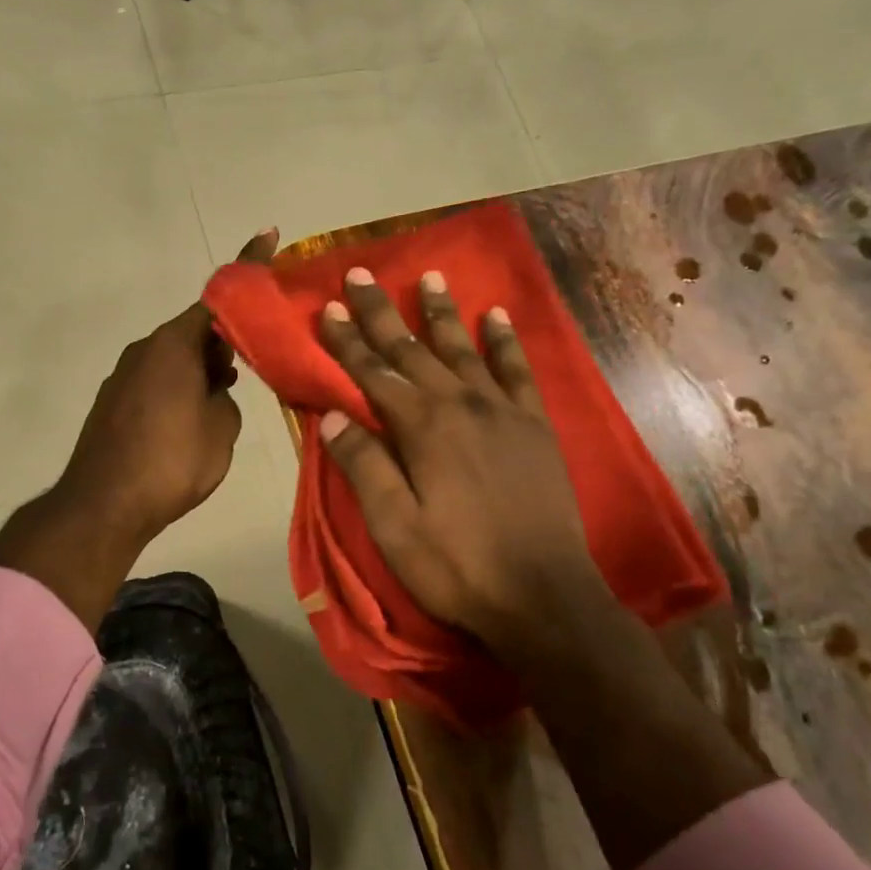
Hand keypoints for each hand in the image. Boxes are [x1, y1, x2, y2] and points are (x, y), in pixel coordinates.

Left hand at [55, 229, 279, 545]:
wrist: (103, 506)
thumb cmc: (171, 462)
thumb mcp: (220, 429)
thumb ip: (225, 398)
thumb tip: (213, 391)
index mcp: (174, 345)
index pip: (219, 298)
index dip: (248, 268)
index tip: (267, 237)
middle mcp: (145, 349)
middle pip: (194, 329)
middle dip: (226, 337)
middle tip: (255, 357)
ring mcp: (125, 375)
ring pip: (175, 357)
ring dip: (203, 366)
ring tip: (228, 391)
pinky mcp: (114, 401)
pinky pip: (157, 379)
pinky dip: (180, 384)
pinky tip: (194, 413)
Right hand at [317, 266, 607, 653]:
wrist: (543, 595)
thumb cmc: (457, 565)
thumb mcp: (395, 526)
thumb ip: (364, 466)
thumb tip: (331, 416)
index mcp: (422, 428)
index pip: (373, 374)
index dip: (347, 341)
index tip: (326, 308)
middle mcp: (461, 405)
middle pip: (413, 350)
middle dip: (382, 313)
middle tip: (360, 274)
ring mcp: (503, 411)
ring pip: (464, 349)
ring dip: (442, 313)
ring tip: (429, 277)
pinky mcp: (535, 426)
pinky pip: (517, 370)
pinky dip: (505, 341)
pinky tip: (496, 316)